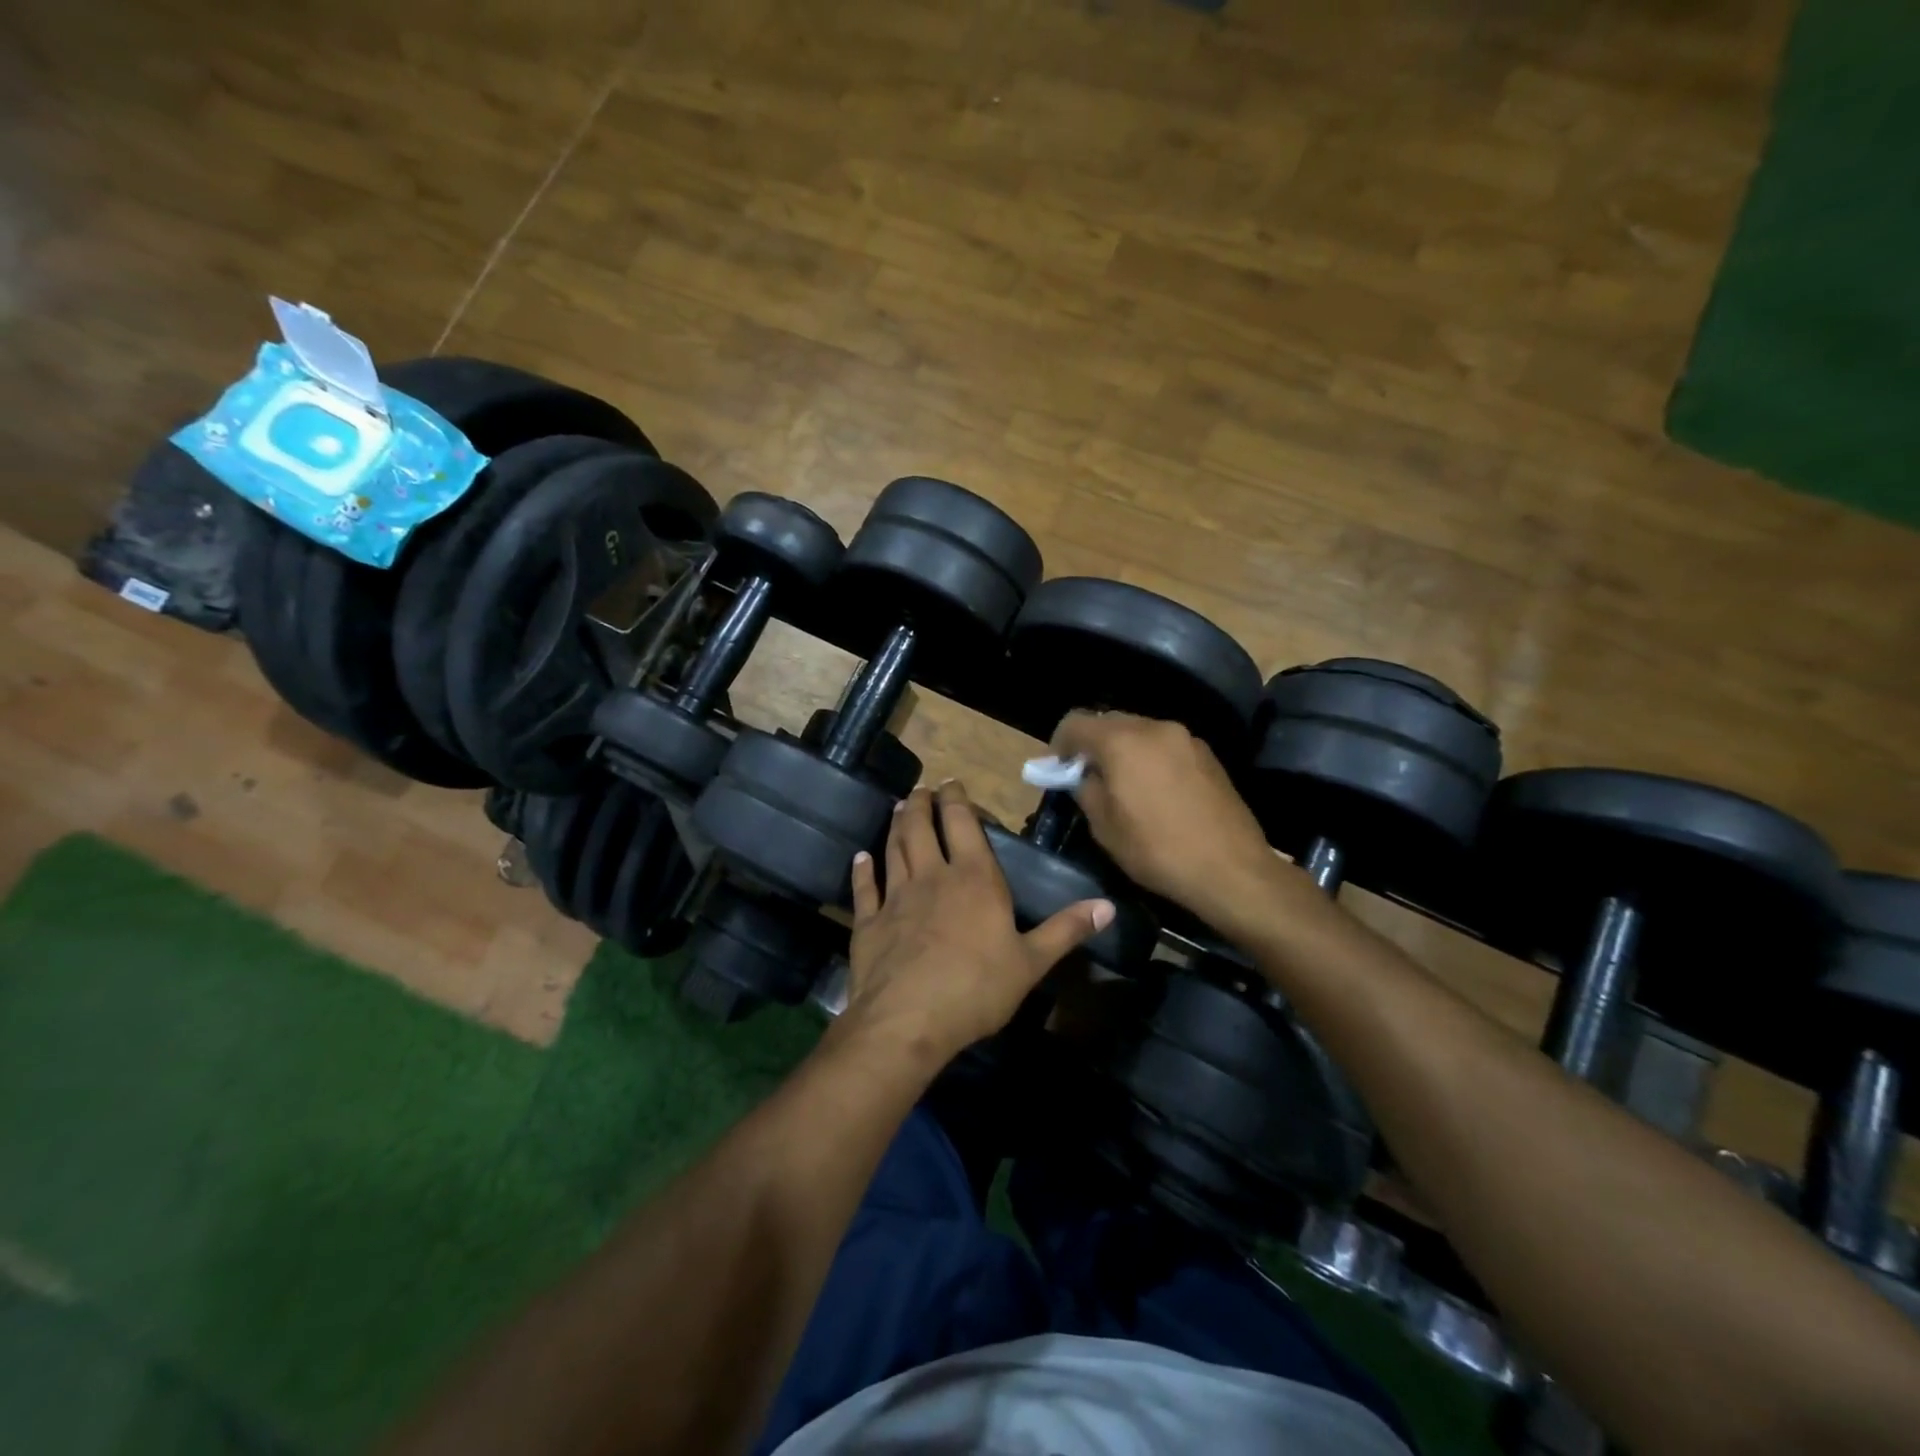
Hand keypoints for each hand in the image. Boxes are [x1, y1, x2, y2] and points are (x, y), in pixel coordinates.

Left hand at [842, 783, 1113, 1062]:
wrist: (908, 1021)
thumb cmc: (977, 989)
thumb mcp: (1031, 962)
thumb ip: (1066, 930)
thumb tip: (1108, 906)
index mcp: (974, 879)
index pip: (963, 824)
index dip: (957, 800)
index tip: (952, 783)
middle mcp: (932, 876)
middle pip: (923, 828)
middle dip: (923, 804)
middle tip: (922, 789)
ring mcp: (895, 897)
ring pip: (894, 849)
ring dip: (897, 826)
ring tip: (901, 809)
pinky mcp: (869, 922)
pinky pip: (864, 889)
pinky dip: (863, 870)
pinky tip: (861, 858)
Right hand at [1050, 711, 1287, 933]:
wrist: (1231, 869)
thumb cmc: (1157, 850)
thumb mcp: (1104, 827)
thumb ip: (1085, 789)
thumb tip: (1082, 775)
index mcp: (1122, 741)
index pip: (1075, 721)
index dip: (1059, 743)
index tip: (1058, 769)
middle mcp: (1154, 727)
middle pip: (1110, 721)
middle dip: (1093, 744)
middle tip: (1088, 778)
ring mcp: (1186, 738)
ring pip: (1140, 732)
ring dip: (1124, 750)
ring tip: (1124, 786)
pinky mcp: (1208, 754)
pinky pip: (1166, 745)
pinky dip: (1151, 758)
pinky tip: (1156, 792)